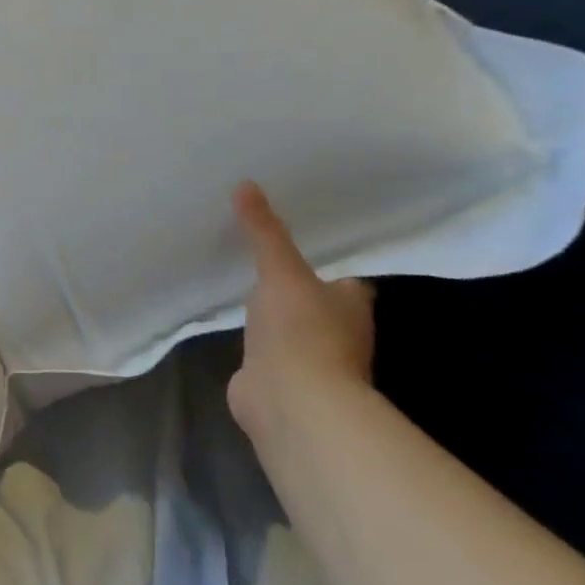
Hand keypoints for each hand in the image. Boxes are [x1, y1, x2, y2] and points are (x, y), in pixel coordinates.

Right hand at [228, 181, 374, 441]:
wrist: (290, 400)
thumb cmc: (301, 330)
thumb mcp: (280, 271)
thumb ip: (264, 232)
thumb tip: (246, 184)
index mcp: (351, 304)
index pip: (344, 277)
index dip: (326, 262)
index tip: (299, 241)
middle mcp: (338, 332)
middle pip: (317, 302)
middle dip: (296, 286)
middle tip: (262, 257)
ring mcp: (308, 360)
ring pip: (291, 328)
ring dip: (274, 316)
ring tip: (242, 286)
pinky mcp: (279, 380)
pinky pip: (265, 352)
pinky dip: (254, 342)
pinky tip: (233, 328)